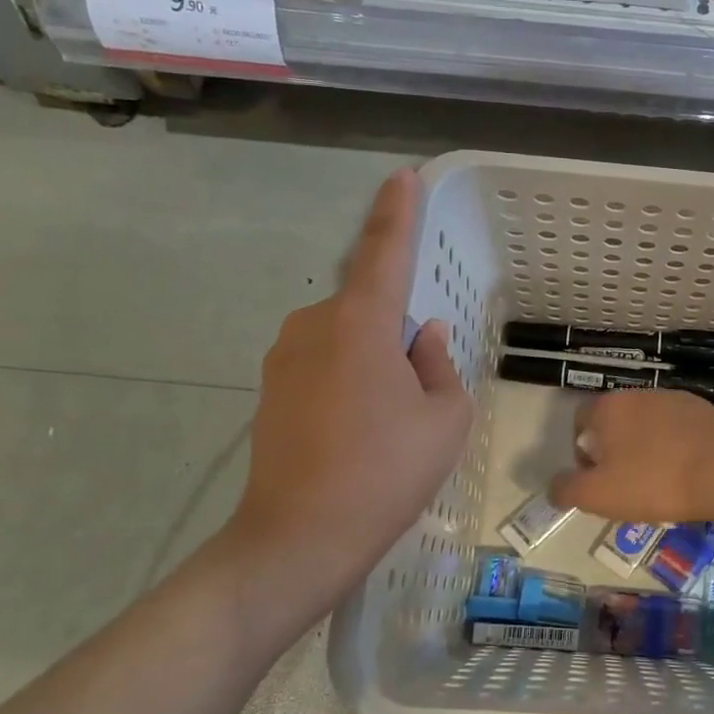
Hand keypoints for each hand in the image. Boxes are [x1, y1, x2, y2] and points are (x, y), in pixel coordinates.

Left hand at [218, 168, 471, 625]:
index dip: (397, 213)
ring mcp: (283, 358)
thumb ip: (439, 366)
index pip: (384, 253)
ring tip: (388, 425)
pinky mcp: (269, 390)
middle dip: (398, 335)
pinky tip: (358, 434)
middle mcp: (313, 327)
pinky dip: (349, 383)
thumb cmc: (387, 472)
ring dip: (374, 363)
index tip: (402, 176)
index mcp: (360, 324)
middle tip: (419, 395)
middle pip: (368, 308)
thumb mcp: (444, 419)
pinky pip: (324, 365)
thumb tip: (424, 338)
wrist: (300, 537)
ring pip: (346, 340)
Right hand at [549, 389, 713, 524]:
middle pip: (614, 423)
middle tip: (627, 486)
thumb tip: (555, 485)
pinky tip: (686, 474)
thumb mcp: (598, 495)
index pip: (580, 422)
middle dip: (615, 452)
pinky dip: (675, 448)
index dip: (582, 453)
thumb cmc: (654, 482)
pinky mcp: (705, 410)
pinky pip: (678, 430)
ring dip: (646, 449)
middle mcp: (639, 393)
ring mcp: (675, 398)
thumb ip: (567, 489)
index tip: (598, 481)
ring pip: (648, 426)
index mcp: (608, 407)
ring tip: (660, 483)